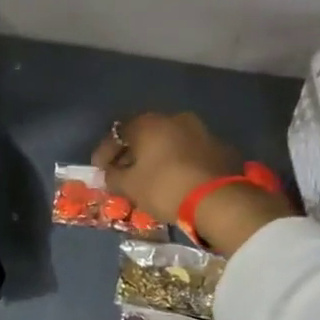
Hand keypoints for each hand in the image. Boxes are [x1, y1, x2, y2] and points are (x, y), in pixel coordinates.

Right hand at [93, 112, 291, 254]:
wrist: (219, 200)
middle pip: (145, 135)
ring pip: (169, 142)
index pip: (117, 133)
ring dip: (156, 157)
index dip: (104, 153)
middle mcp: (175, 119)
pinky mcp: (220, 148)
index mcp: (149, 123)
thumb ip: (113, 176)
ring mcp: (202, 131)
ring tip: (149, 178)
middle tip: (123, 173)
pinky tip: (173, 180)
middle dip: (131, 153)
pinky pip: (188, 152)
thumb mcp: (129, 186)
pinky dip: (177, 163)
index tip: (99, 170)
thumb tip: (109, 173)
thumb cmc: (164, 187)